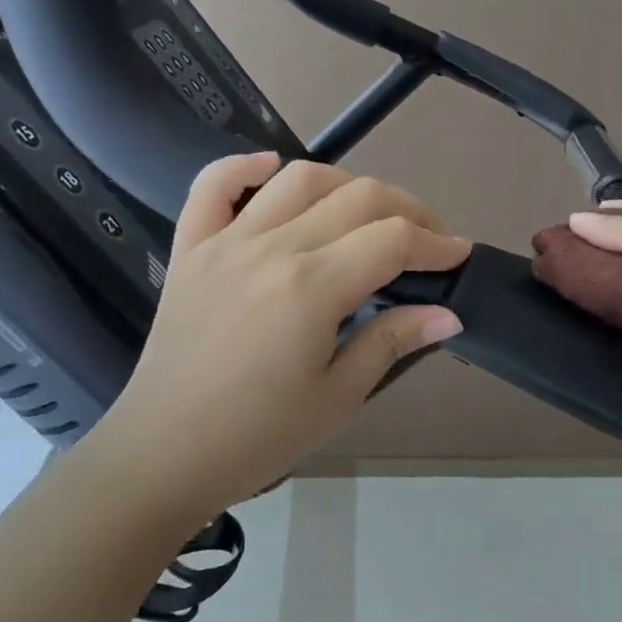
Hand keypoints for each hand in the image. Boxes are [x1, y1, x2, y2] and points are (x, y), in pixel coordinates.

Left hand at [88, 153, 468, 522]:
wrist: (163, 455)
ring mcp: (226, 241)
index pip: (392, 240)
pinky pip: (212, 186)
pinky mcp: (191, 249)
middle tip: (426, 240)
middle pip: (357, 198)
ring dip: (346, 185)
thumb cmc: (258, 436)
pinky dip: (244, 166)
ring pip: (298, 179)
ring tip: (367, 213)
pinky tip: (271, 167)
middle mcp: (272, 247)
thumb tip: (449, 314)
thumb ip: (392, 342)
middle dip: (407, 211)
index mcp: (312, 286)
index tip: (458, 257)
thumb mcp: (338, 396)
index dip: (435, 244)